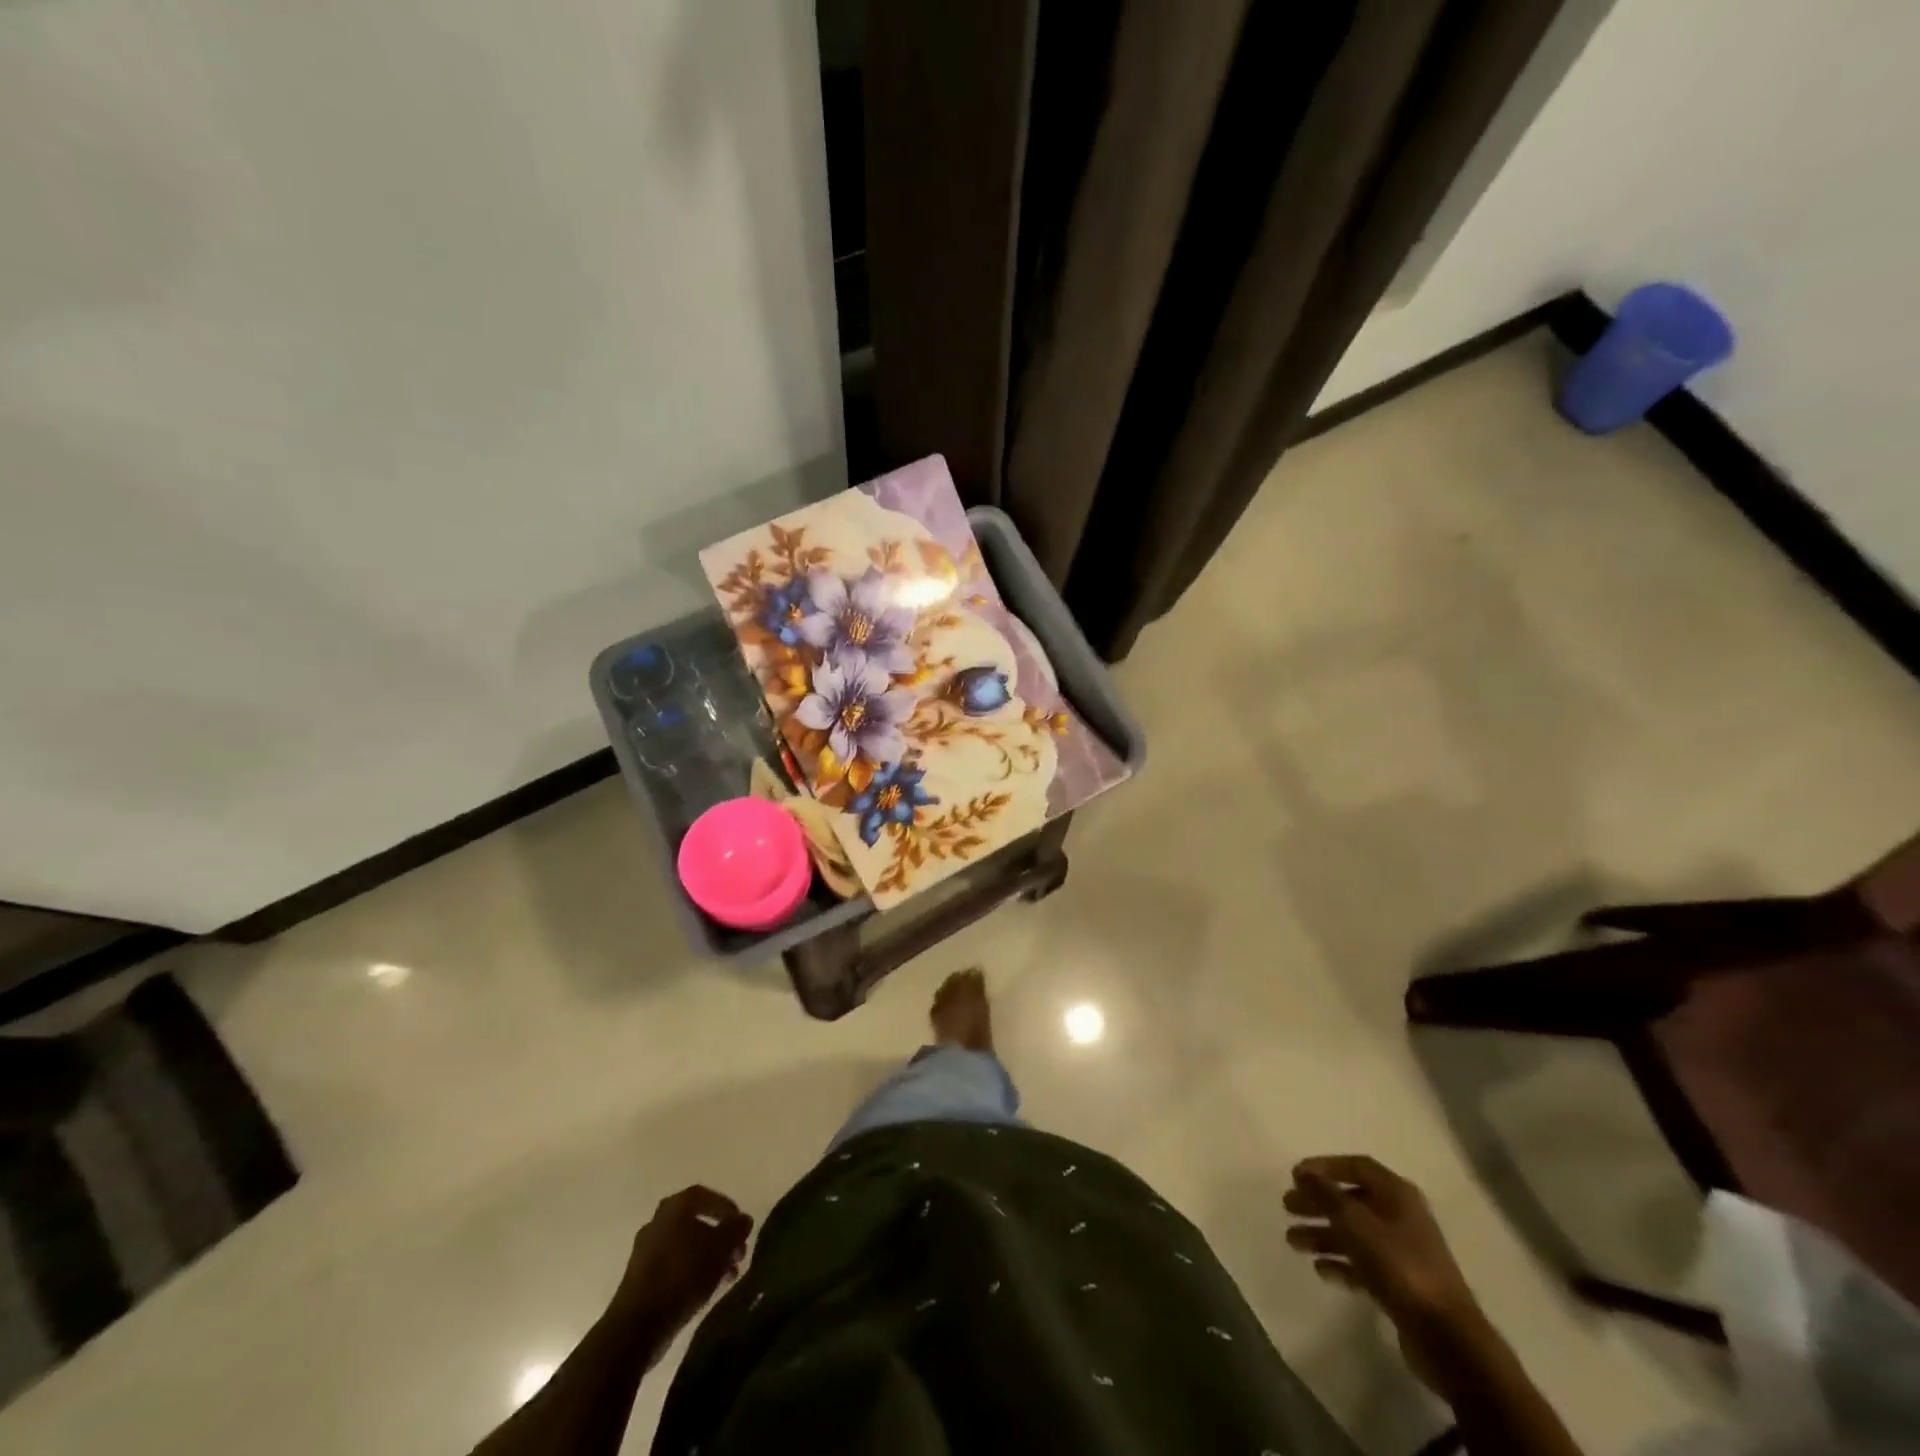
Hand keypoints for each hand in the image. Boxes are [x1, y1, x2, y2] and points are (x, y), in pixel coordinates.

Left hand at [616, 1186, 753, 1340]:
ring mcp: (646, 1251)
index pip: (705, 1196)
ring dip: (709, 1256)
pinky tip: (709, 1287)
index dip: (726, 1207)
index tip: (741, 1225)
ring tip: (728, 1274)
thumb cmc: (683, 1275)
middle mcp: (658, 1222)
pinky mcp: (641, 1278)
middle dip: (720, 1237)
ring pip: (686, 1246)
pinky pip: (674, 1265)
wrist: (637, 1326)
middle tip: (738, 1252)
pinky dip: (693, 1270)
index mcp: (674, 1207)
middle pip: (696, 1222)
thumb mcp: (720, 1248)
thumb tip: (744, 1219)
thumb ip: (735, 1229)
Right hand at [1284, 1156, 1484, 1389]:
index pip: (1357, 1166)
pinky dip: (1341, 1263)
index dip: (1325, 1167)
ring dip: (1323, 1234)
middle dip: (1318, 1202)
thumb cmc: (1399, 1265)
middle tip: (1287, 1207)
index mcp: (1397, 1194)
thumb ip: (1327, 1195)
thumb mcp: (1356, 1223)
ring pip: (1354, 1234)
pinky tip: (1320, 1269)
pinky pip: (1363, 1264)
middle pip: (1351, 1200)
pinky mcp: (1400, 1284)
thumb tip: (1304, 1172)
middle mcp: (1400, 1217)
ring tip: (1292, 1241)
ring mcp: (1402, 1252)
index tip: (1295, 1175)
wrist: (1446, 1336)